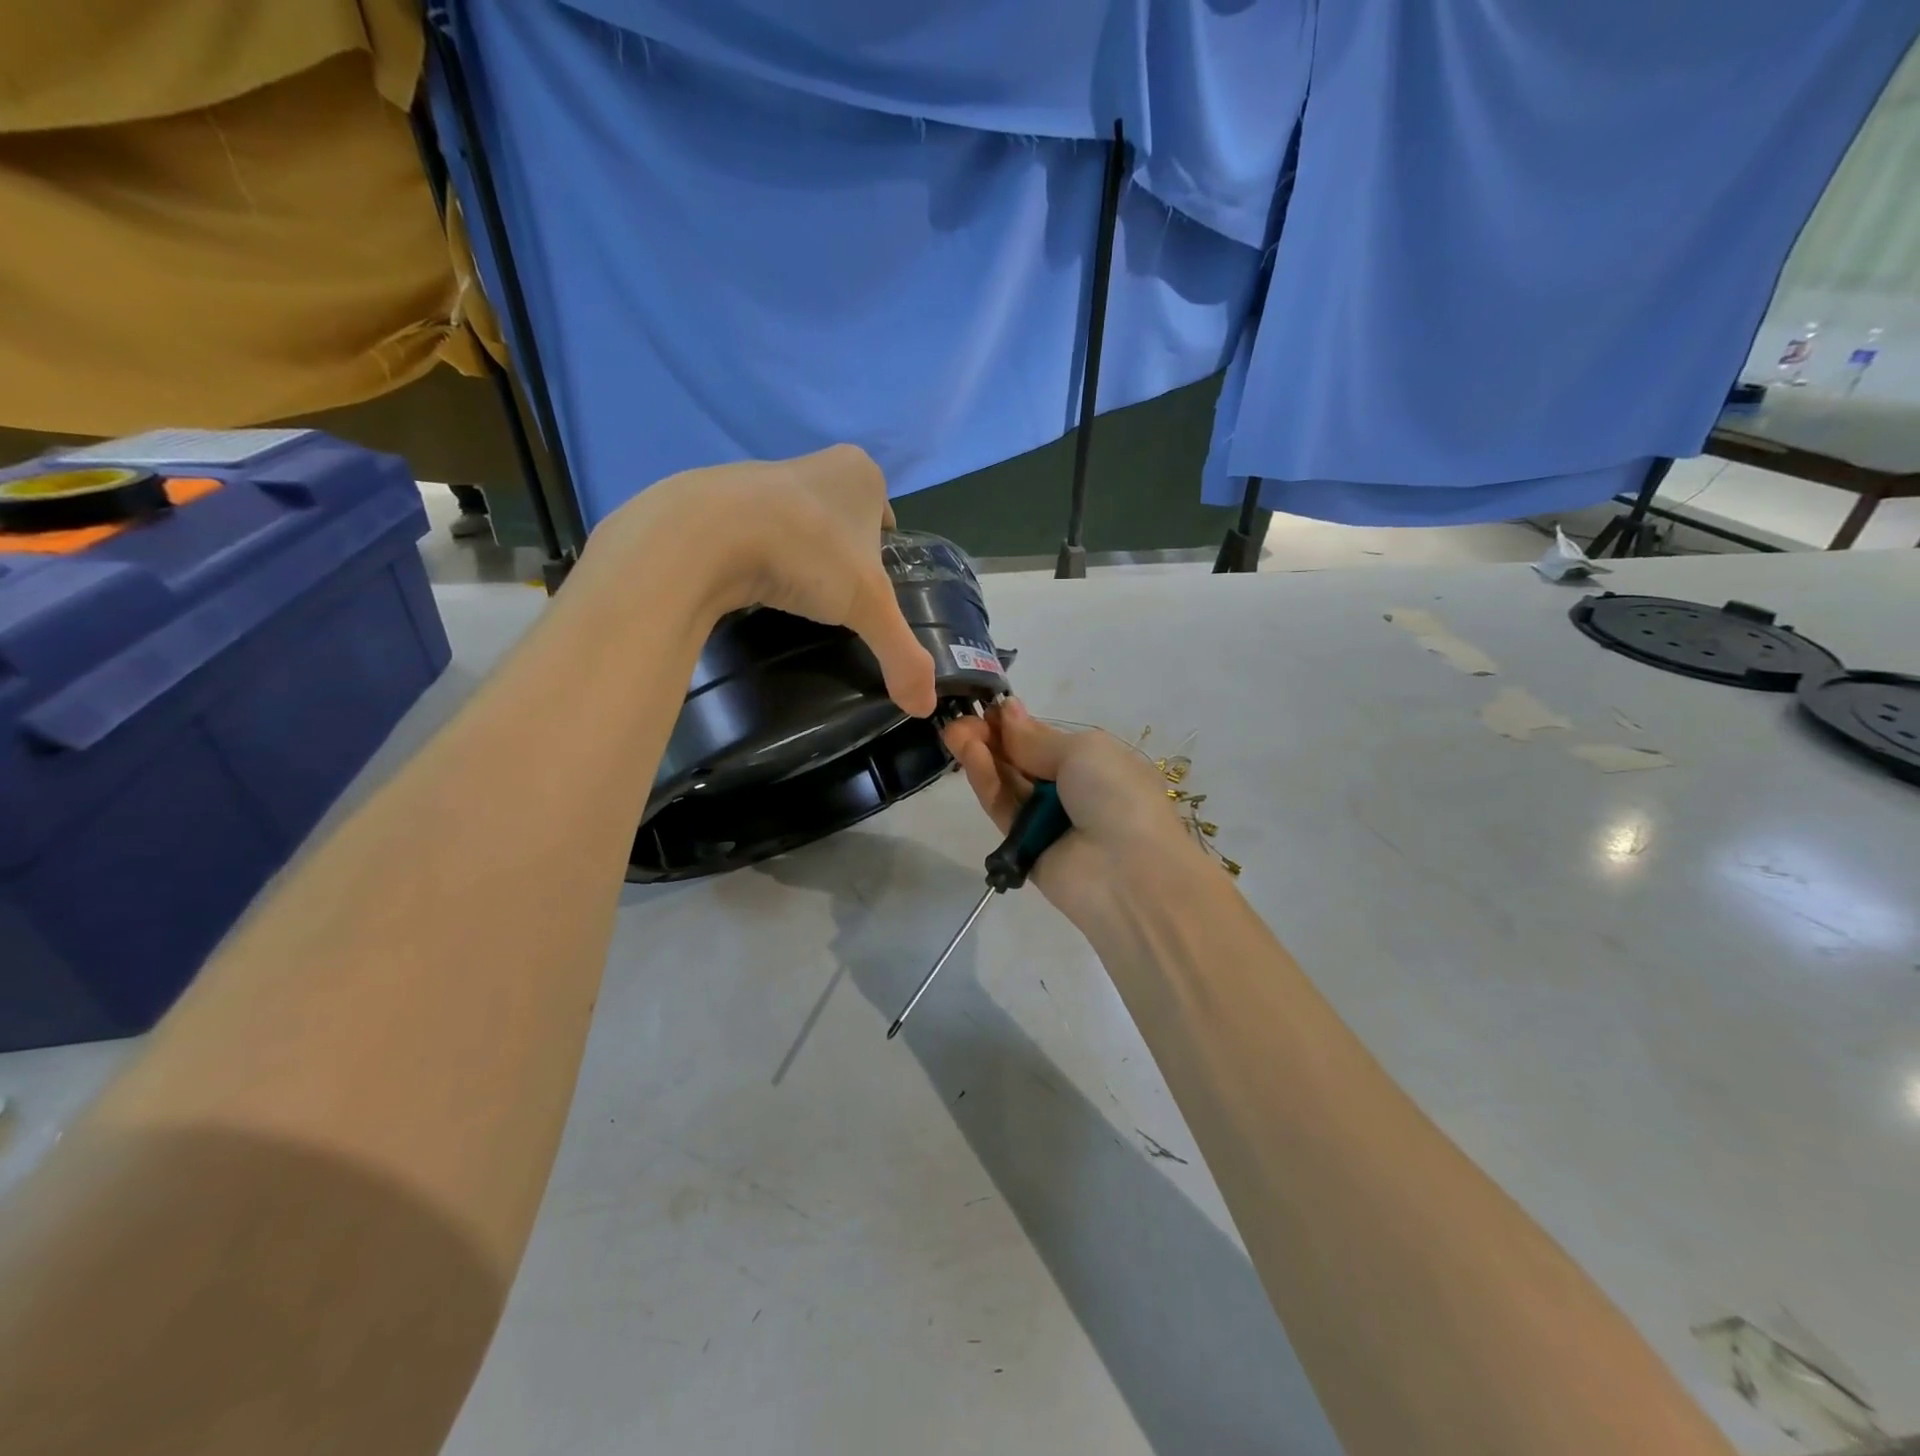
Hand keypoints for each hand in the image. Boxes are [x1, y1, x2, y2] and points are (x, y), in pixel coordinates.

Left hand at [589, 445, 936, 717]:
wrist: (703, 535)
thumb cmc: (806, 553)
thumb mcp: (869, 608)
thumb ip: (904, 656)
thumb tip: (925, 707)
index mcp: (860, 474)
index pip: (885, 519)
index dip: (882, 557)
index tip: (871, 593)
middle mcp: (814, 464)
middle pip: (842, 521)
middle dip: (841, 557)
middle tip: (835, 602)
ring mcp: (761, 476)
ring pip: (796, 524)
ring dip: (799, 555)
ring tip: (794, 598)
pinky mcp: (717, 497)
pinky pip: (753, 532)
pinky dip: (758, 557)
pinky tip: (754, 587)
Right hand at [942, 700, 1202, 932]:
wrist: (1130, 875)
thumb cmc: (1117, 796)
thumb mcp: (1084, 751)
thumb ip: (1036, 738)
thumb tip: (1007, 709)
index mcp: (1096, 763)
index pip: (1046, 739)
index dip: (1015, 723)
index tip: (986, 707)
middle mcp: (1071, 790)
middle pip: (1022, 759)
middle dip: (992, 737)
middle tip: (961, 719)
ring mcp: (1046, 819)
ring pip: (1008, 782)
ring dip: (983, 755)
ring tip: (954, 732)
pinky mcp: (1022, 846)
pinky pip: (1002, 808)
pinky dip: (986, 781)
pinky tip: (970, 755)